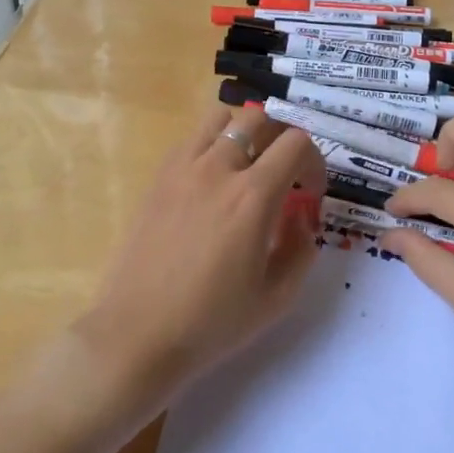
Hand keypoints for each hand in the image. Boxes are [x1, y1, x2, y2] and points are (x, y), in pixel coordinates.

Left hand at [78, 104, 325, 398]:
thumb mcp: (277, 297)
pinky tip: (211, 182)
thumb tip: (300, 218)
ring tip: (247, 168)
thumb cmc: (211, 323)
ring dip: (244, 133)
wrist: (138, 334)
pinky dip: (211, 145)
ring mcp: (182, 169)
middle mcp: (218, 169)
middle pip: (260, 118)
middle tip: (284, 174)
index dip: (315, 163)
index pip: (296, 143)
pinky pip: (191, 139)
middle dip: (282, 139)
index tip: (310, 194)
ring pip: (222, 118)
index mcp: (253, 197)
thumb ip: (301, 249)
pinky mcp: (158, 178)